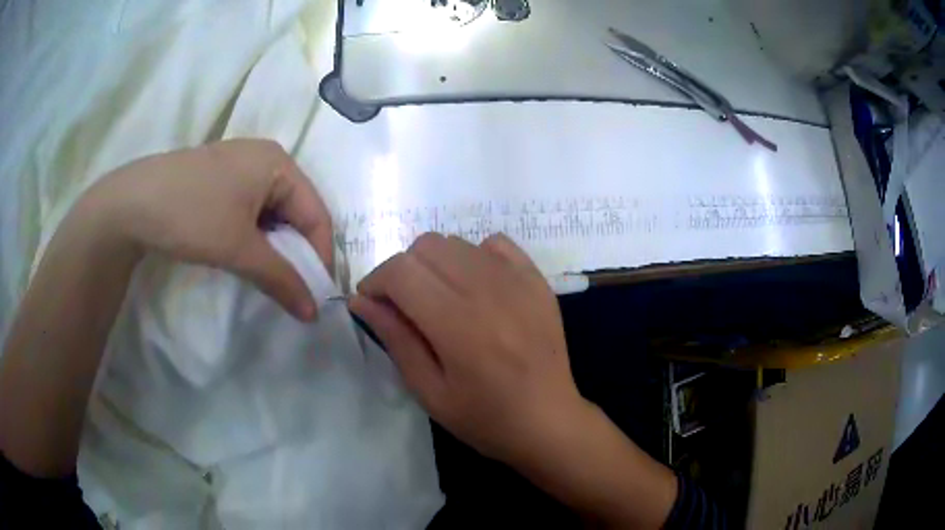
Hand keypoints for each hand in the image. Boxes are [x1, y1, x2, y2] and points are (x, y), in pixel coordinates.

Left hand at [76, 139, 332, 319]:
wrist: (131, 202)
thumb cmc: (191, 215)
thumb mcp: (238, 249)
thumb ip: (281, 279)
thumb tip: (313, 313)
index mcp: (278, 163)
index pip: (316, 214)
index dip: (321, 257)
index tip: (317, 296)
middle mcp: (264, 158)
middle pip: (296, 211)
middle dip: (296, 253)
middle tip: (293, 290)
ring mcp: (239, 166)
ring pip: (272, 212)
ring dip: (274, 247)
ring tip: (267, 276)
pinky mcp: (219, 178)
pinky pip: (250, 209)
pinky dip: (254, 236)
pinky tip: (243, 253)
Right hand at [350, 233, 584, 464]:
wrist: (549, 421)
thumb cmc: (485, 418)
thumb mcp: (429, 391)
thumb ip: (396, 339)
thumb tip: (361, 301)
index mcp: (458, 324)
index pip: (401, 271)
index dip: (375, 281)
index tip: (371, 303)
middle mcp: (488, 290)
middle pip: (426, 246)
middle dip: (402, 271)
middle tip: (404, 305)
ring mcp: (517, 280)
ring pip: (456, 242)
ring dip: (435, 264)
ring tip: (440, 299)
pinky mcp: (537, 279)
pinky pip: (495, 243)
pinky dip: (474, 256)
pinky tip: (475, 287)